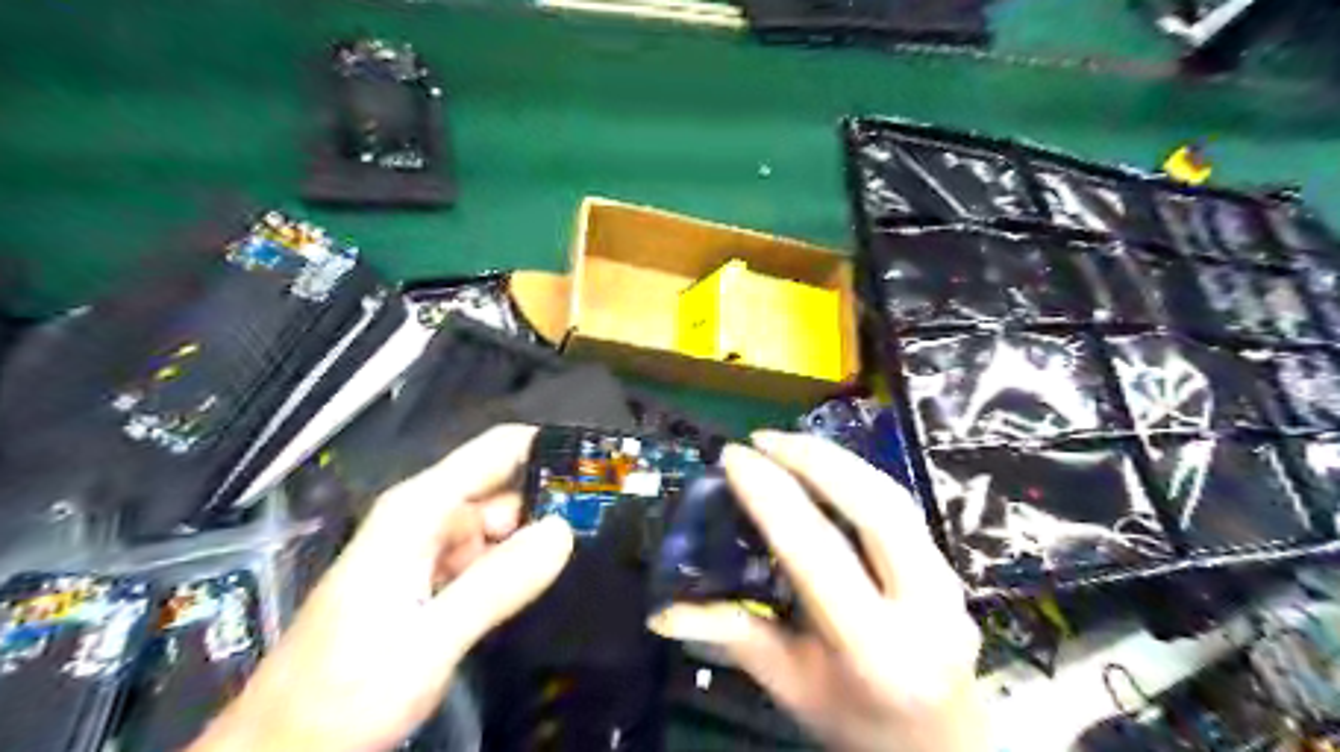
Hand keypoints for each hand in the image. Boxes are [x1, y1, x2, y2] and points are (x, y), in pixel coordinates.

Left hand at [184, 423, 570, 751]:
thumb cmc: (343, 692)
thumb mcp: (427, 642)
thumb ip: (498, 584)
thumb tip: (565, 530)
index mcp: (419, 510)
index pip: (497, 451)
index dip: (549, 448)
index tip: (602, 464)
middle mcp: (428, 519)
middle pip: (506, 489)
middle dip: (554, 502)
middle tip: (613, 522)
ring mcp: (431, 551)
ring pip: (503, 528)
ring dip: (541, 539)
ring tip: (596, 550)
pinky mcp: (435, 582)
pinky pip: (490, 560)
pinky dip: (519, 567)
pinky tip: (551, 582)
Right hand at [658, 433, 980, 750]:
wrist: (941, 747)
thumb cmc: (857, 723)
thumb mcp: (792, 687)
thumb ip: (735, 636)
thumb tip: (664, 610)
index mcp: (875, 649)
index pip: (816, 554)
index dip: (771, 497)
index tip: (734, 457)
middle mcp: (924, 607)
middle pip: (873, 507)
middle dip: (815, 460)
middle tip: (763, 438)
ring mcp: (948, 583)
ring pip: (893, 497)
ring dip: (837, 459)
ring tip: (787, 442)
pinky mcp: (951, 568)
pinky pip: (901, 506)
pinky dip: (858, 476)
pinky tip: (825, 466)